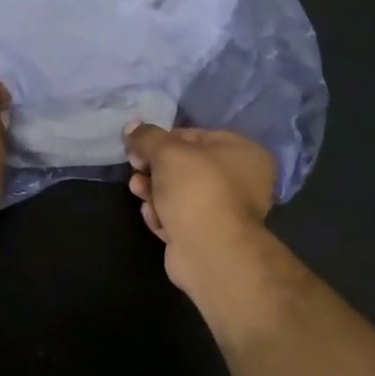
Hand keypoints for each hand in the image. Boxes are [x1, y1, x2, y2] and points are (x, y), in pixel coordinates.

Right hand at [125, 123, 276, 298]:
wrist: (210, 250)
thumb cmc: (196, 188)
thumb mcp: (167, 152)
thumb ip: (147, 136)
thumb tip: (132, 125)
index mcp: (243, 152)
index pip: (195, 136)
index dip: (162, 140)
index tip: (138, 147)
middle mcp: (241, 180)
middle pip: (186, 167)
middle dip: (155, 168)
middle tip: (135, 168)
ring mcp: (226, 211)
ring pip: (180, 194)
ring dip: (154, 192)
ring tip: (138, 192)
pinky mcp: (209, 237)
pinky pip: (181, 218)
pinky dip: (164, 216)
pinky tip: (153, 218)